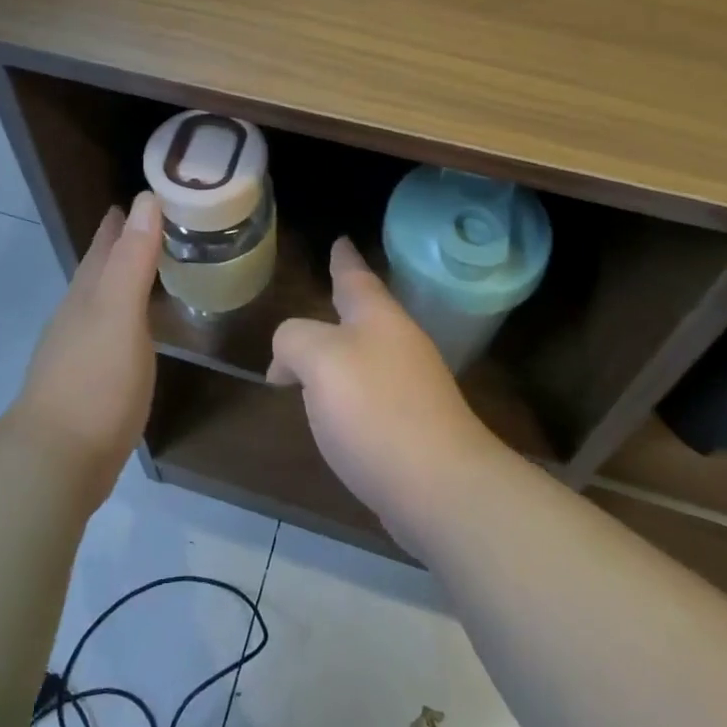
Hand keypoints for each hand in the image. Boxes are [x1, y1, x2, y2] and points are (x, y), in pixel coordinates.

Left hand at [14, 192, 162, 500]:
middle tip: (160, 224)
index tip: (151, 194)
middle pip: (101, 268)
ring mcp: (81, 349)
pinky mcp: (91, 381)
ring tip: (155, 268)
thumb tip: (146, 199)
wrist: (57, 462)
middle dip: (125, 244)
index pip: (106, 242)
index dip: (125, 218)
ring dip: (127, 280)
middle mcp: (79, 314)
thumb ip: (133, 259)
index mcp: (88, 293)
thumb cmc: (94, 380)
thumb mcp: (119, 312)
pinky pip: (114, 331)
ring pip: (106, 299)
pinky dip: (130, 317)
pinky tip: (139, 327)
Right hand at [269, 239, 503, 549]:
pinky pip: (371, 392)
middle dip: (345, 301)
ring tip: (319, 349)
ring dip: (343, 348)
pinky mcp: (412, 426)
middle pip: (366, 313)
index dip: (344, 259)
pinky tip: (335, 406)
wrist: (440, 486)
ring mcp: (411, 386)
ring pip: (368, 352)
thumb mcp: (319, 359)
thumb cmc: (376, 409)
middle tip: (327, 289)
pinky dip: (348, 389)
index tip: (340, 239)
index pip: (356, 276)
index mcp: (378, 318)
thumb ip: (294, 341)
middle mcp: (399, 344)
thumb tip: (286, 362)